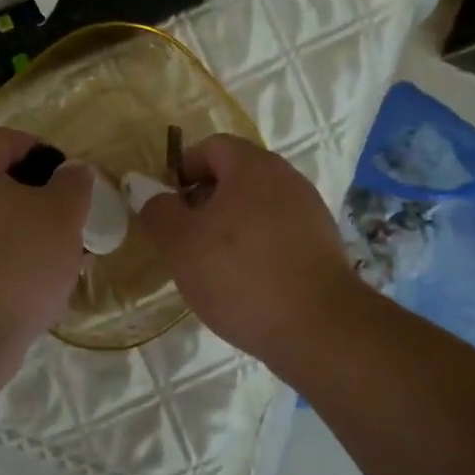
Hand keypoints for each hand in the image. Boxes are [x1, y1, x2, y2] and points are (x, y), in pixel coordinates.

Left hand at [0, 126, 92, 391]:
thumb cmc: (16, 264)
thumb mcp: (63, 218)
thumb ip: (73, 185)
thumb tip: (72, 171)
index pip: (5, 139)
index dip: (42, 152)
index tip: (68, 179)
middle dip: (32, 197)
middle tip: (64, 221)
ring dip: (17, 230)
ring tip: (51, 257)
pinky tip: (24, 283)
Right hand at [136, 134, 363, 369]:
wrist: (317, 327)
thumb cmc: (239, 275)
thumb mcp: (180, 244)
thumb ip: (158, 211)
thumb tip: (152, 195)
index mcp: (254, 166)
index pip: (211, 147)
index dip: (182, 170)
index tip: (168, 208)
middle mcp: (287, 179)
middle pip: (235, 177)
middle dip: (204, 203)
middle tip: (184, 240)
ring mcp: (310, 212)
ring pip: (256, 208)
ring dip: (229, 228)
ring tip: (212, 267)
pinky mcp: (322, 245)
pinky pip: (277, 234)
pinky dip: (256, 249)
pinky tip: (245, 283)